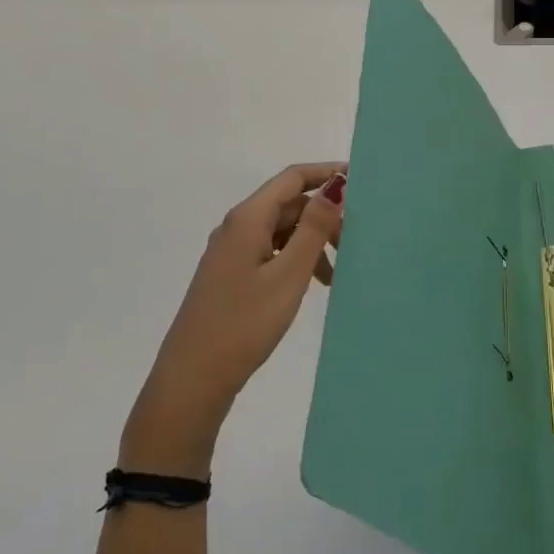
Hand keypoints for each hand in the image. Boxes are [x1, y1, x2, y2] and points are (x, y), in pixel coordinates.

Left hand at [123, 163, 345, 474]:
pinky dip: (296, 260)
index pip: (293, 178)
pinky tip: (312, 284)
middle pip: (288, 204)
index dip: (326, 173)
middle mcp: (237, 226)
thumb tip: (336, 185)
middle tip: (356, 241)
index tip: (361, 181)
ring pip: (281, 231)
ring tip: (337, 274)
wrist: (192, 380)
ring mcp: (231, 252)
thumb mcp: (288, 275)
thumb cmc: (244, 324)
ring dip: (312, 242)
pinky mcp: (231, 276)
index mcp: (247, 218)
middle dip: (324, 216)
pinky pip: (271, 252)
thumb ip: (313, 228)